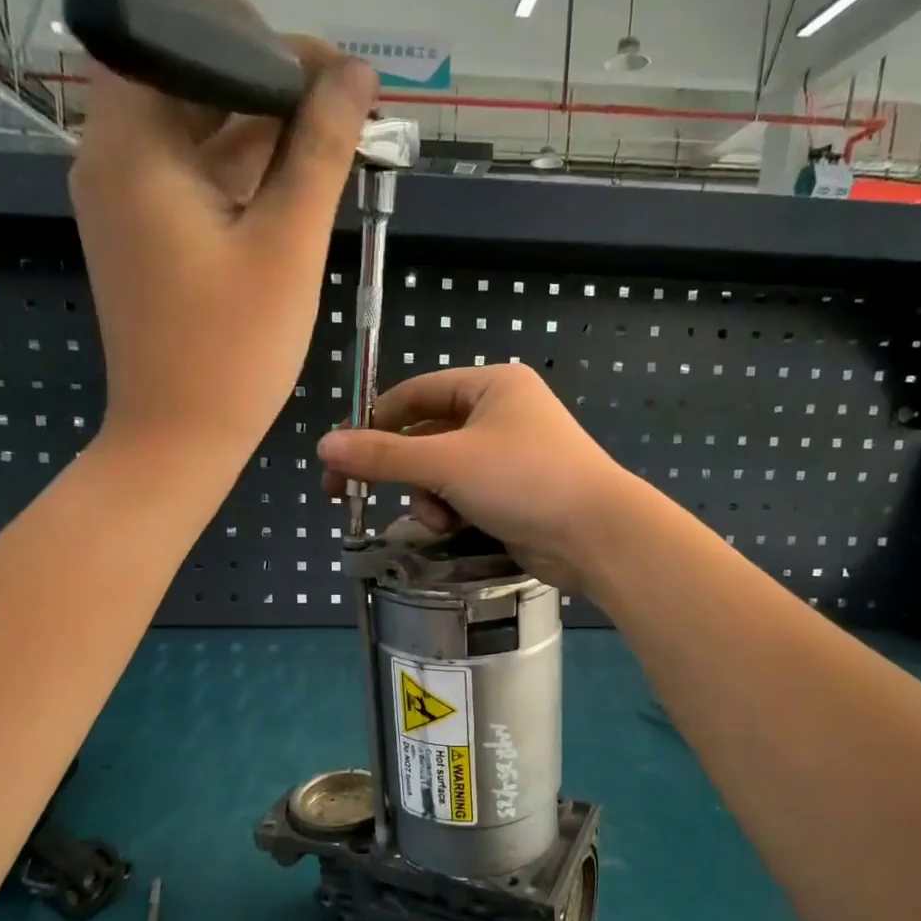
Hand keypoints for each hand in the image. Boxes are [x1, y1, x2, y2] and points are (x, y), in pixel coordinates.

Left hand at [69, 3, 376, 463]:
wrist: (178, 440)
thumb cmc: (233, 350)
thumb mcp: (287, 245)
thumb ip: (320, 150)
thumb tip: (356, 75)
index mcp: (133, 143)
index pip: (182, 32)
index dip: (261, 40)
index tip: (331, 77)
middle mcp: (113, 156)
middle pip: (188, 80)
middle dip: (268, 84)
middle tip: (340, 111)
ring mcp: (125, 200)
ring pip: (194, 131)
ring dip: (260, 130)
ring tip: (331, 145)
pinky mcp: (144, 236)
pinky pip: (192, 179)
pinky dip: (240, 174)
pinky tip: (294, 186)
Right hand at [317, 365, 639, 590]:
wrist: (596, 535)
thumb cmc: (523, 480)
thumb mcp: (447, 463)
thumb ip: (384, 456)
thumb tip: (325, 446)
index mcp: (491, 386)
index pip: (415, 394)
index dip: (373, 422)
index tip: (338, 455)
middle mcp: (501, 414)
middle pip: (426, 436)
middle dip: (399, 469)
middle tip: (347, 493)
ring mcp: (509, 456)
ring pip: (441, 472)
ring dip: (427, 497)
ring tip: (436, 518)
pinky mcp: (514, 493)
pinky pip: (463, 495)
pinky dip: (450, 511)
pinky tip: (452, 528)